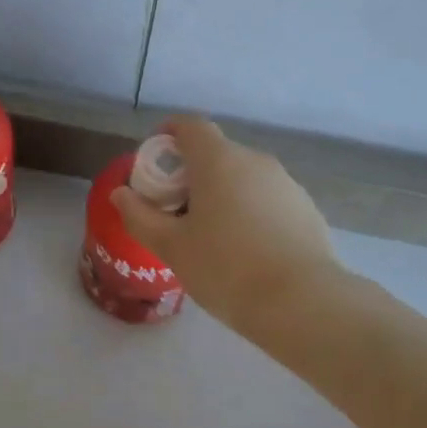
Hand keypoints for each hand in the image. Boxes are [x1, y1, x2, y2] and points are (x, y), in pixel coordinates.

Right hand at [111, 117, 342, 336]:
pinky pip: (267, 198)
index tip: (155, 163)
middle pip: (216, 152)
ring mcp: (285, 183)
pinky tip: (247, 250)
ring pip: (243, 176)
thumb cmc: (225, 268)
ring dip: (223, 192)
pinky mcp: (306, 208)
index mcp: (218, 160)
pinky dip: (250, 210)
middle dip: (192, 173)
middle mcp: (254, 160)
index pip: (190, 125)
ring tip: (211, 235)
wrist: (301, 302)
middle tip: (175, 210)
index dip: (168, 134)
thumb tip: (121, 194)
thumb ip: (140, 216)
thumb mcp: (172, 247)